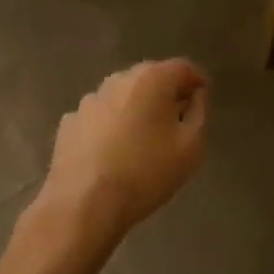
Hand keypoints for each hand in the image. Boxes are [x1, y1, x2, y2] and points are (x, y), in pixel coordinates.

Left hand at [37, 60, 208, 249]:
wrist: (82, 206)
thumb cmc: (146, 173)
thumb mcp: (191, 148)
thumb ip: (199, 113)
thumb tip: (196, 96)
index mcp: (152, 79)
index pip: (183, 67)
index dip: (197, 80)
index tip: (203, 98)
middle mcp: (119, 80)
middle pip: (151, 76)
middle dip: (167, 91)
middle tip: (177, 116)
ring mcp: (90, 100)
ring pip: (123, 95)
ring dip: (136, 107)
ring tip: (143, 137)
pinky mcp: (69, 123)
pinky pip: (100, 116)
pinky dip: (110, 125)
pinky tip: (112, 151)